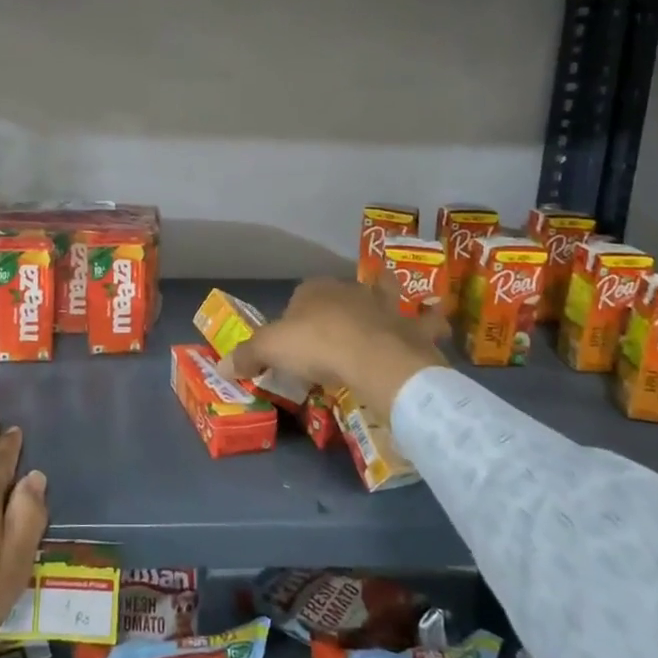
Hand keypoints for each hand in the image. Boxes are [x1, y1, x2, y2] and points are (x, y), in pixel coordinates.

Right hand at [218, 278, 445, 422]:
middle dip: (342, 304)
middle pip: (342, 293)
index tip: (294, 339)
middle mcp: (351, 290)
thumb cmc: (318, 346)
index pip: (300, 295)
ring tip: (392, 308)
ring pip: (387, 294)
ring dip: (389, 298)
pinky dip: (433, 321)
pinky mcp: (413, 328)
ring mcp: (386, 307)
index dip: (296, 314)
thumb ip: (247, 355)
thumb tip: (221, 367)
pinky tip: (437, 324)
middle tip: (337, 331)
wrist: (374, 360)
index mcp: (315, 290)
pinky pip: (428, 321)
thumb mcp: (270, 350)